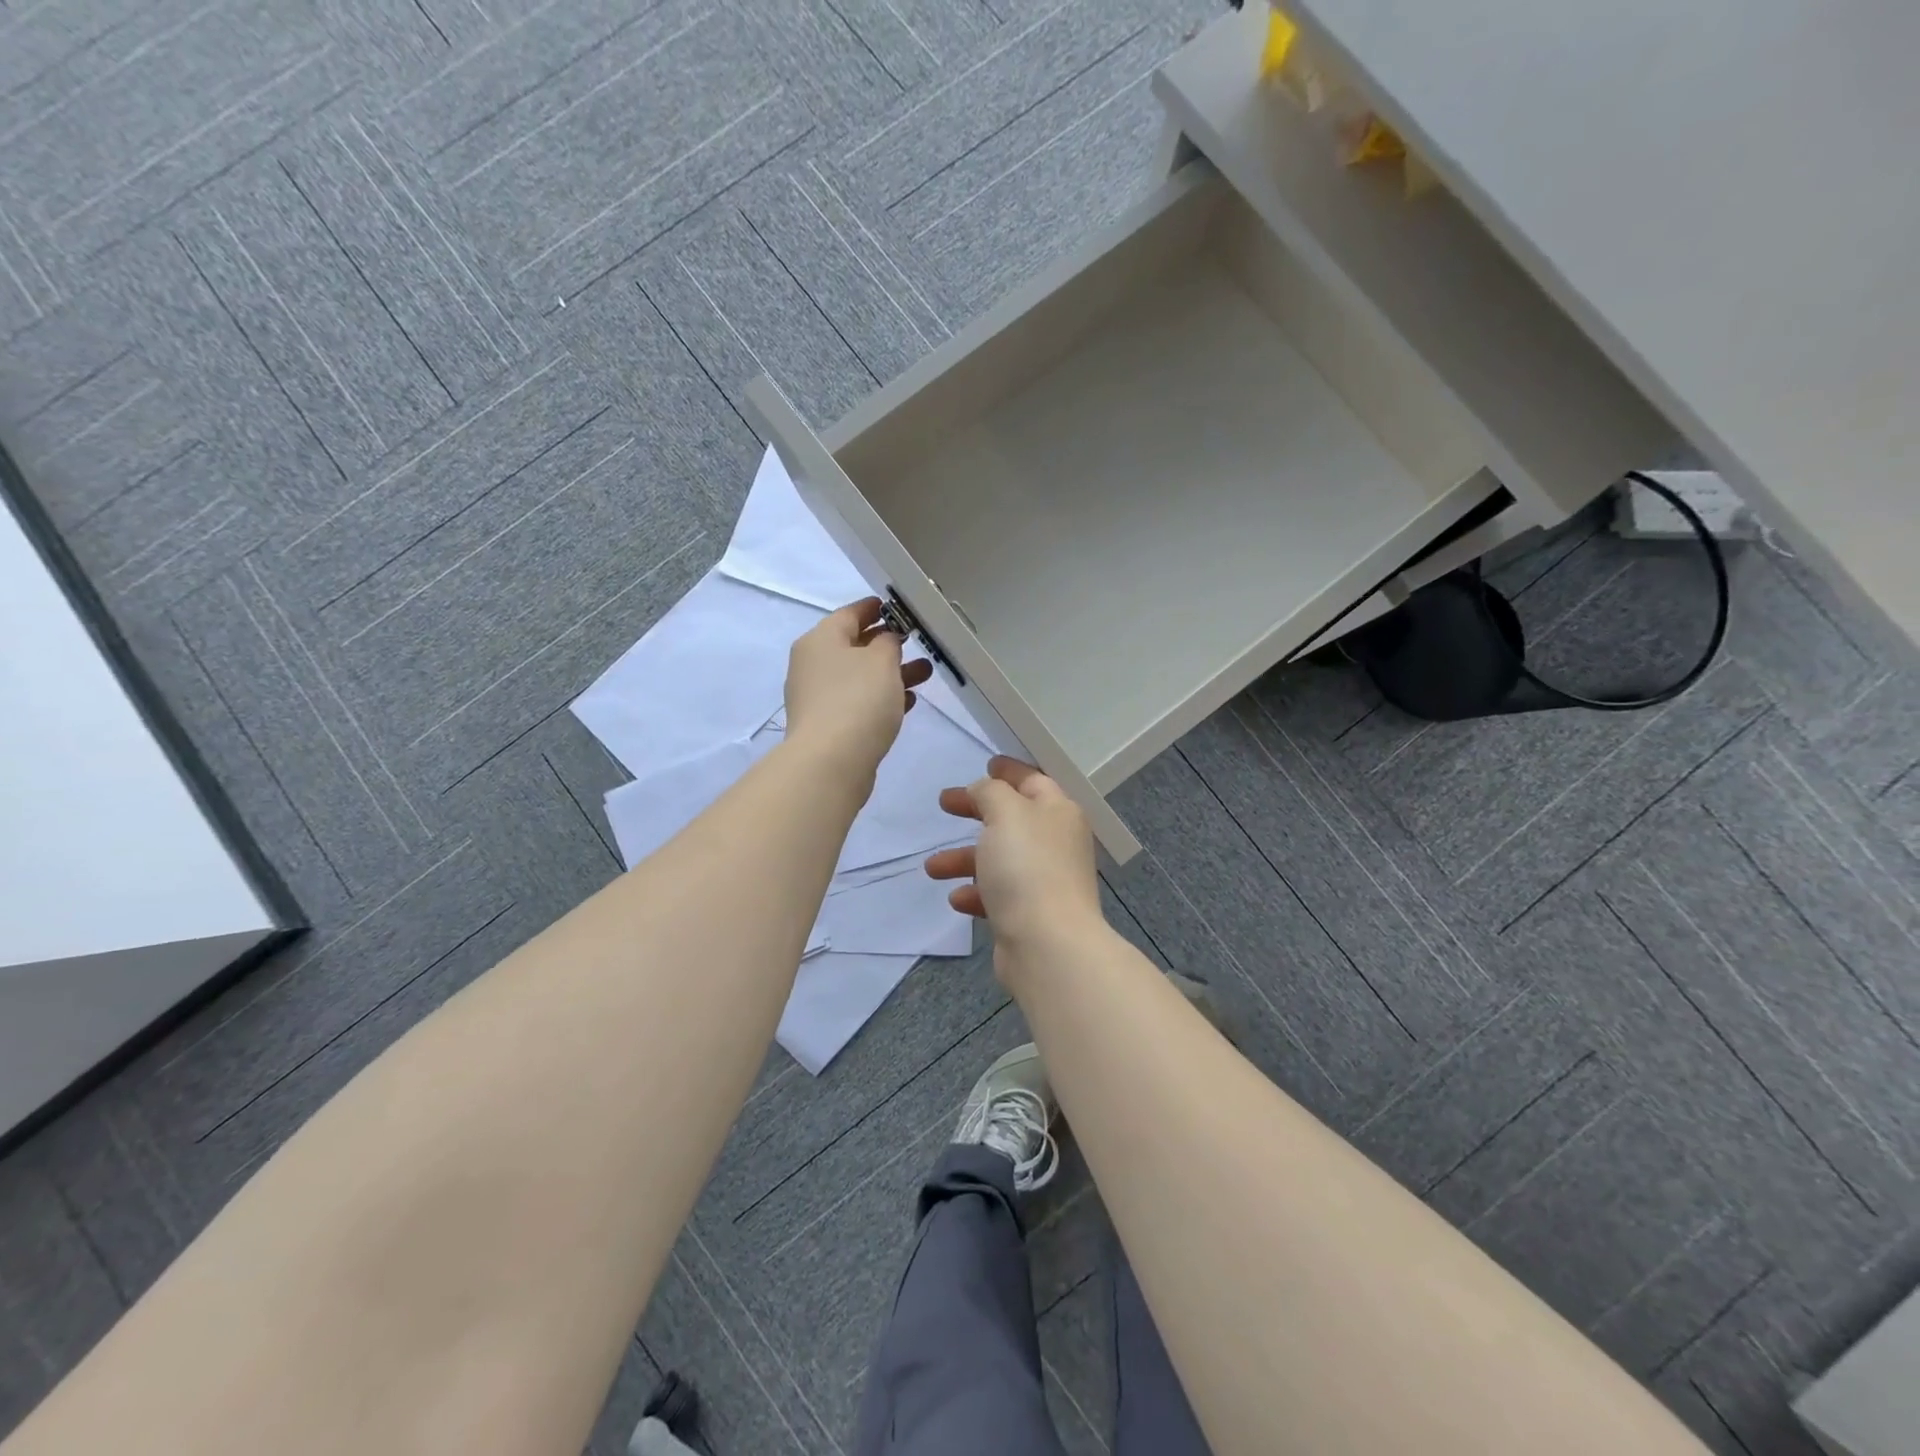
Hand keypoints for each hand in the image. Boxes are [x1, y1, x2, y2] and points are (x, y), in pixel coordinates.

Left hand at [784, 598, 932, 775]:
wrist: (831, 762)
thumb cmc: (858, 700)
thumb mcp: (881, 660)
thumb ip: (888, 642)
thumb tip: (885, 640)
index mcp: (820, 640)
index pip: (850, 613)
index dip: (876, 608)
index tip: (899, 608)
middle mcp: (813, 664)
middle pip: (854, 646)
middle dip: (888, 644)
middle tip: (918, 642)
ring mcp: (818, 697)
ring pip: (860, 676)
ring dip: (891, 673)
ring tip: (925, 673)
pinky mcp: (828, 725)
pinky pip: (858, 702)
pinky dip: (881, 698)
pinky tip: (907, 702)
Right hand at [924, 757, 1102, 957]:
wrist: (1047, 944)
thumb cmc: (1026, 867)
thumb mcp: (1005, 813)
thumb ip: (990, 792)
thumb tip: (984, 791)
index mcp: (1058, 812)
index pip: (1033, 780)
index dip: (1008, 770)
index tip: (985, 763)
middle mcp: (1055, 842)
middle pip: (1011, 818)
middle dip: (975, 811)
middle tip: (944, 804)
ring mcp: (1044, 880)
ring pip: (999, 858)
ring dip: (964, 858)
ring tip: (932, 867)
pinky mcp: (1030, 913)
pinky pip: (997, 894)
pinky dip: (976, 892)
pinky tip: (956, 899)